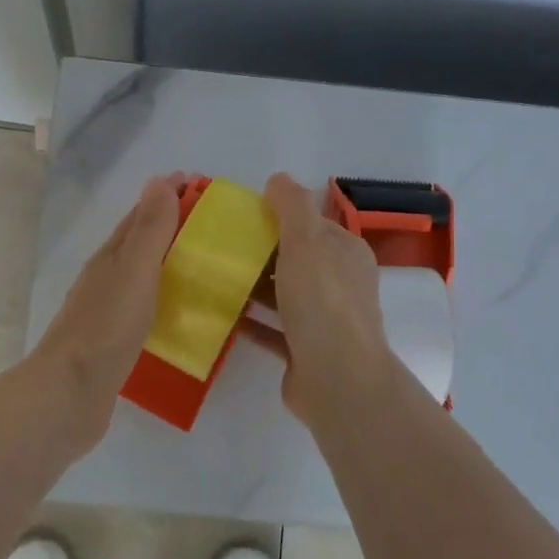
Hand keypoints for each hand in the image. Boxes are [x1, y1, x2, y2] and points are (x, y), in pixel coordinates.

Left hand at [31, 175, 183, 417]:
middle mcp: (106, 278)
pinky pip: (146, 309)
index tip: (198, 184)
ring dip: (169, 264)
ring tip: (207, 266)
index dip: (167, 196)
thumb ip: (149, 230)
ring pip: (143, 277)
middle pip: (140, 243)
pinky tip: (183, 314)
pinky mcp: (115, 342)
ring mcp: (108, 312)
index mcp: (110, 257)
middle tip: (213, 225)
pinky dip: (165, 300)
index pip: (141, 215)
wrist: (70, 393)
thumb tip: (159, 181)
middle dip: (171, 226)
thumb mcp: (133, 270)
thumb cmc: (105, 327)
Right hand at [237, 174, 398, 424]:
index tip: (240, 216)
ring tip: (213, 277)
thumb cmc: (322, 302)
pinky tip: (222, 315)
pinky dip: (251, 322)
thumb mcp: (306, 241)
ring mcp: (324, 321)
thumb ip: (292, 206)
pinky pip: (273, 330)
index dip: (278, 216)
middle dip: (261, 252)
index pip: (311, 225)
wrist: (336, 379)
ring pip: (283, 296)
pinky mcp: (305, 352)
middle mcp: (340, 285)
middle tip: (218, 247)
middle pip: (295, 260)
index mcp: (345, 254)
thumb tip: (278, 179)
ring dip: (253, 287)